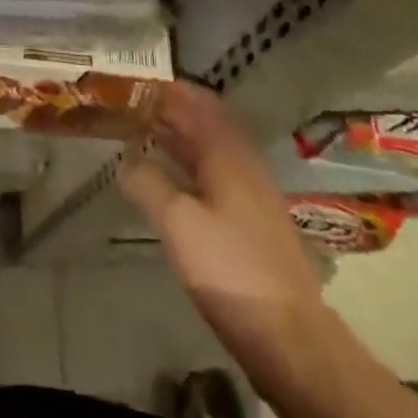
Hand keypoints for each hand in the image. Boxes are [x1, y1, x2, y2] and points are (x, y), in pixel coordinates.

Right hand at [120, 82, 323, 359]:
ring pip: (210, 147)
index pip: (195, 101)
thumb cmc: (230, 268)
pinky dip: (189, 162)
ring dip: (179, 135)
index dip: (166, 88)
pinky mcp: (253, 219)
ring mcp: (252, 191)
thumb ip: (148, 182)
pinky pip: (215, 172)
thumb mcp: (177, 222)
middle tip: (131, 105)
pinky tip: (170, 177)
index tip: (133, 81)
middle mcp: (243, 161)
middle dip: (170, 108)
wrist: (290, 336)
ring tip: (142, 132)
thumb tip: (127, 160)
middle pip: (205, 121)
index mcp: (227, 151)